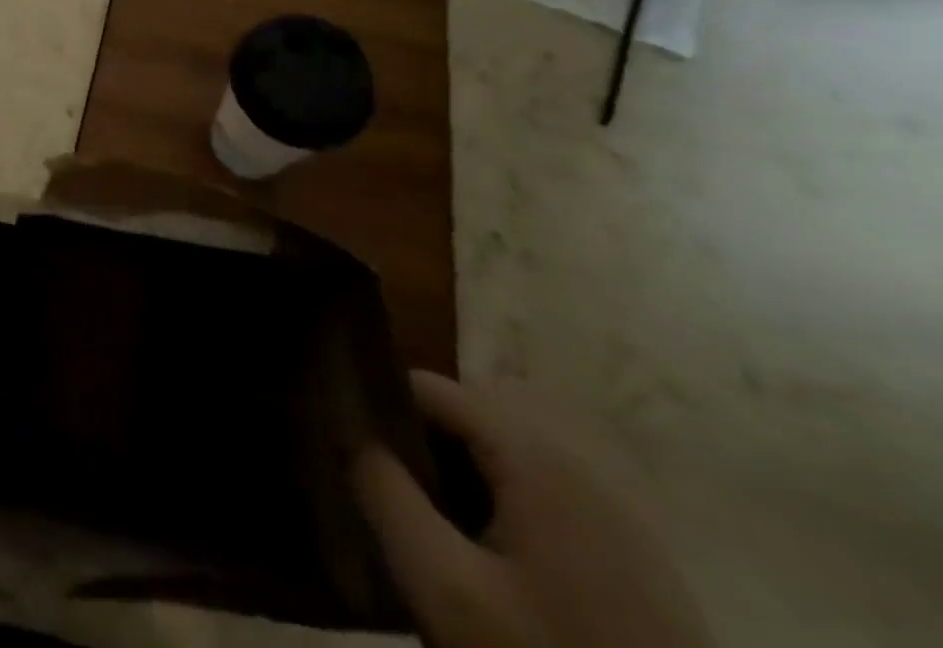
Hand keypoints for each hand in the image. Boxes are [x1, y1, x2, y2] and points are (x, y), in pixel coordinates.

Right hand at [354, 371, 713, 647]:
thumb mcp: (445, 588)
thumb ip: (385, 495)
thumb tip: (348, 432)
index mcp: (536, 456)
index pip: (431, 387)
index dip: (379, 403)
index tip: (341, 435)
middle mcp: (578, 467)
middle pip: (468, 422)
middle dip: (416, 445)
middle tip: (378, 488)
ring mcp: (614, 518)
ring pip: (503, 464)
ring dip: (454, 480)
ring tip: (421, 526)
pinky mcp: (635, 565)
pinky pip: (541, 503)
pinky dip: (497, 512)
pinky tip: (482, 564)